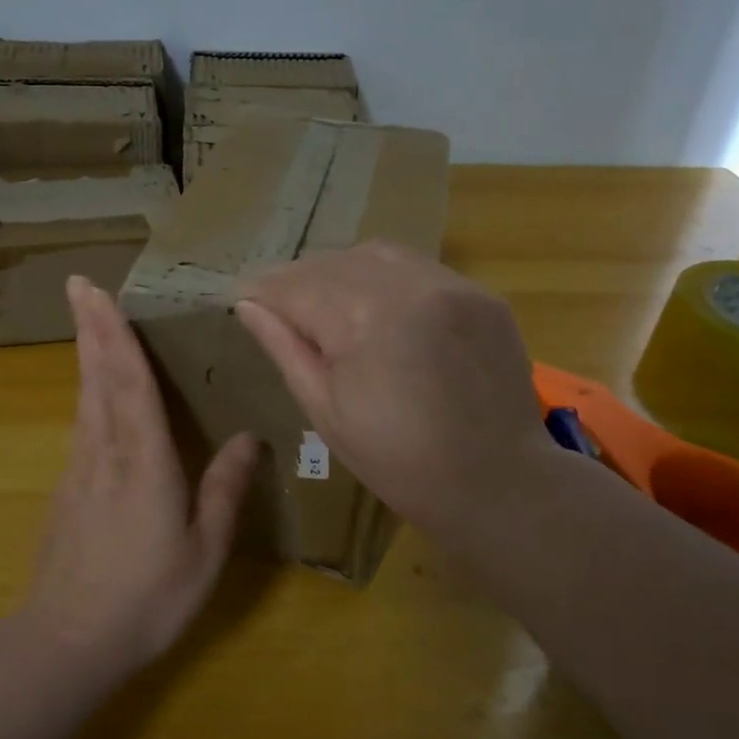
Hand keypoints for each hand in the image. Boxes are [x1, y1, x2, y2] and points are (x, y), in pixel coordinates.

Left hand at [19, 276, 259, 676]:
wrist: (68, 641)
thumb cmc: (147, 598)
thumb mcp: (204, 550)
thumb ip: (225, 490)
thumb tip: (249, 437)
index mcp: (143, 461)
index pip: (128, 381)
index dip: (114, 332)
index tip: (95, 290)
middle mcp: (105, 453)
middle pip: (97, 378)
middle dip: (91, 329)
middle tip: (79, 286)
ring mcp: (78, 471)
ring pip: (84, 400)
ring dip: (87, 356)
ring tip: (89, 323)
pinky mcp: (66, 491)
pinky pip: (81, 427)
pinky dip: (88, 396)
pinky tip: (93, 396)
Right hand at [235, 242, 555, 540]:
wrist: (497, 483)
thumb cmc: (398, 462)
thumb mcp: (326, 412)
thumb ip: (286, 349)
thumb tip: (248, 306)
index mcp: (365, 322)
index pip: (296, 286)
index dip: (263, 289)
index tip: (241, 295)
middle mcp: (409, 287)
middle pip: (333, 263)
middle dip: (297, 279)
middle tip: (277, 302)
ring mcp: (452, 285)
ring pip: (376, 255)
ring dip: (340, 271)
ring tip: (324, 300)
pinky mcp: (481, 294)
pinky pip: (418, 268)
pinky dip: (385, 277)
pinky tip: (377, 305)